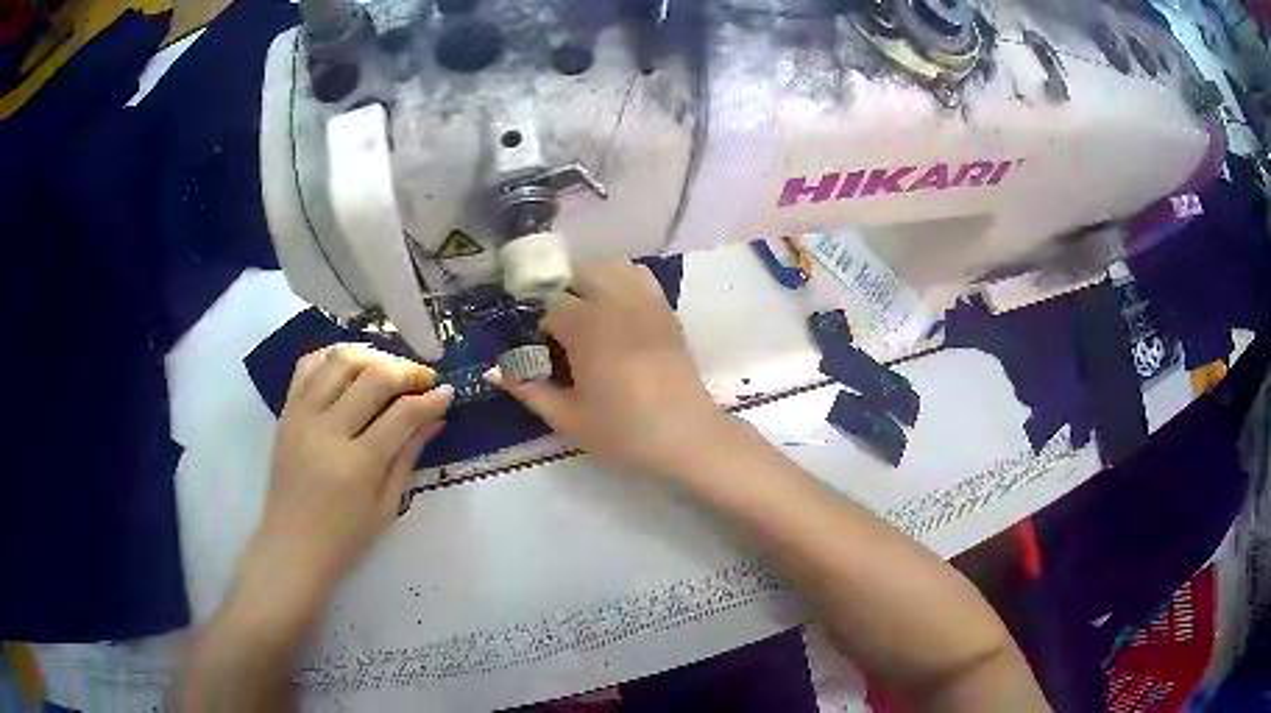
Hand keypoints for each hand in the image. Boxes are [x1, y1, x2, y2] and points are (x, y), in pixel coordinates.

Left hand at [234, 344, 452, 621]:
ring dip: (373, 355)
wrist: (291, 547)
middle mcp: (327, 431)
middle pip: (373, 376)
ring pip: (341, 360)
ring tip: (390, 369)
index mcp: (357, 465)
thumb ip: (409, 456)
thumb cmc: (344, 539)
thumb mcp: (387, 506)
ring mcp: (302, 416)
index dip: (431, 399)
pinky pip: (309, 365)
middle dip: (407, 370)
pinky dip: (334, 355)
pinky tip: (352, 365)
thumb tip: (435, 418)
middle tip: (424, 379)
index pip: (402, 414)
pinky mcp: (286, 411)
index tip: (447, 393)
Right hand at [491, 262, 728, 478]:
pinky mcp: (667, 311)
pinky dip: (623, 282)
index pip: (552, 309)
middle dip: (565, 294)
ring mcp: (646, 302)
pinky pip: (640, 278)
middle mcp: (616, 302)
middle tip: (563, 333)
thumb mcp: (568, 418)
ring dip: (593, 282)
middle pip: (581, 273)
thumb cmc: (624, 431)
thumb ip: (529, 389)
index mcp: (587, 327)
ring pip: (612, 268)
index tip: (546, 357)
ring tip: (589, 316)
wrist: (687, 437)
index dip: (543, 331)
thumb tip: (493, 371)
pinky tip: (618, 314)